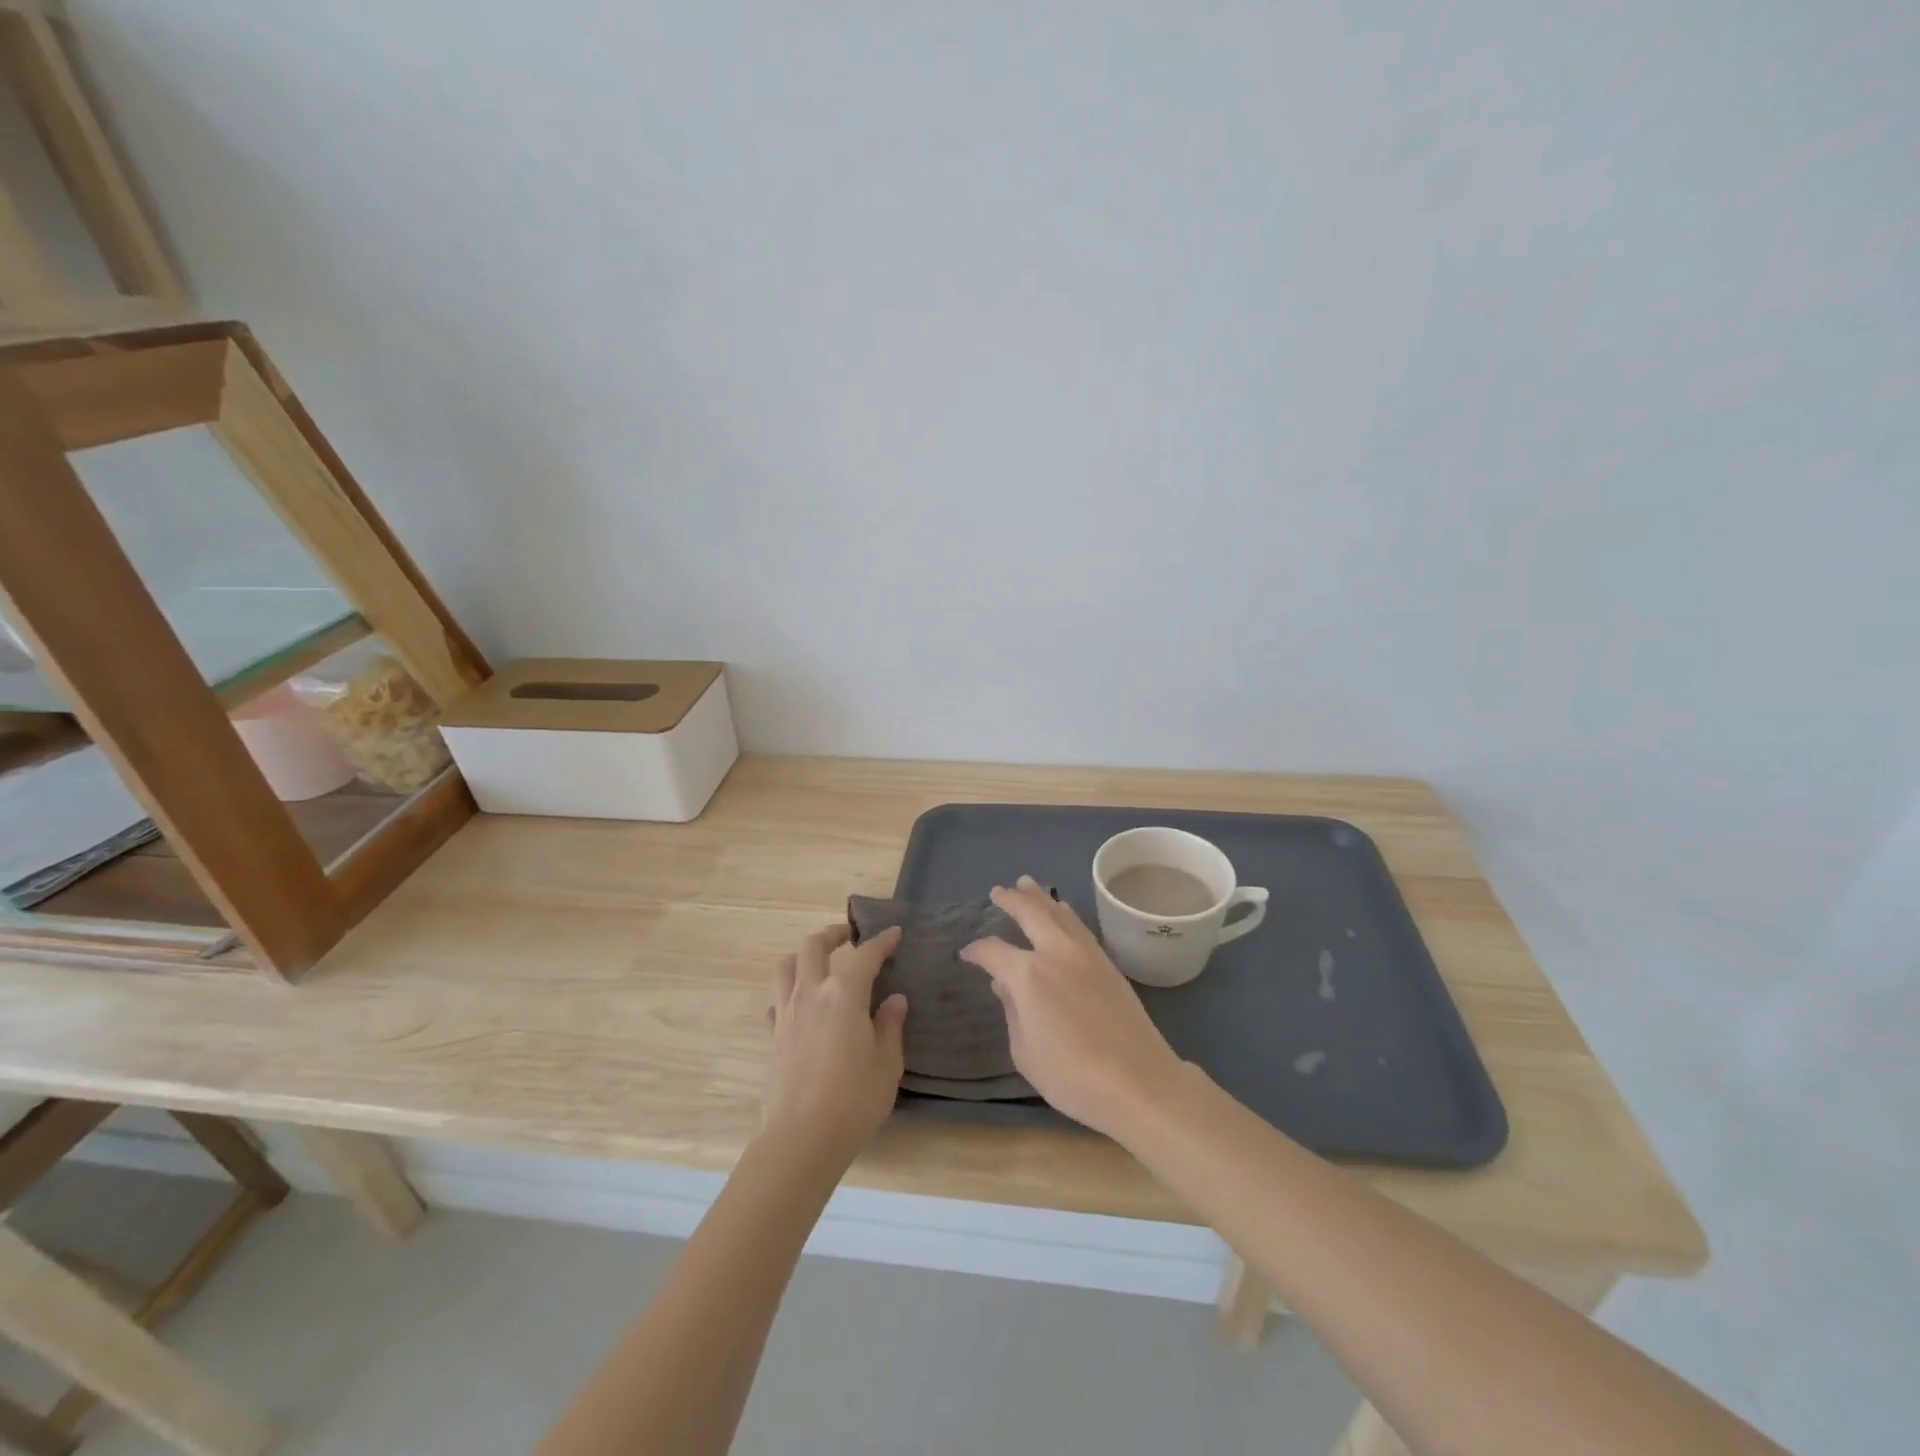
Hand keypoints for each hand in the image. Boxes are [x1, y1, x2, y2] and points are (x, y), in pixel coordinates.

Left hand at [763, 923, 907, 1165]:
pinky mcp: (772, 1037)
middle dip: (834, 935)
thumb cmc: (853, 1101)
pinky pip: (777, 999)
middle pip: (814, 946)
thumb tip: (894, 1001)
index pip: (865, 955)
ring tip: (820, 962)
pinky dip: (789, 991)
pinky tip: (801, 1004)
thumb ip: (890, 1027)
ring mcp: (786, 1014)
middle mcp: (811, 994)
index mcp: (843, 995)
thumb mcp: (887, 1065)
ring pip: (787, 966)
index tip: (894, 933)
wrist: (800, 1140)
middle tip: (850, 938)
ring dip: (804, 955)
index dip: (882, 941)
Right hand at [960, 876, 1185, 1135]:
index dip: (977, 951)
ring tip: (1027, 884)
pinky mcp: (1108, 963)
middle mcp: (1055, 952)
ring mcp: (1085, 954)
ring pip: (1059, 913)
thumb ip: (1012, 1012)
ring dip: (1041, 897)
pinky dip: (1065, 913)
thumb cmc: (1072, 1076)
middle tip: (998, 891)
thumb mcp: (1025, 1052)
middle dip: (1011, 899)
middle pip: (1031, 912)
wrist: (1138, 1081)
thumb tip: (1005, 985)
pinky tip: (1063, 911)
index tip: (967, 954)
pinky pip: (1079, 926)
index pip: (993, 951)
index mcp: (1028, 974)